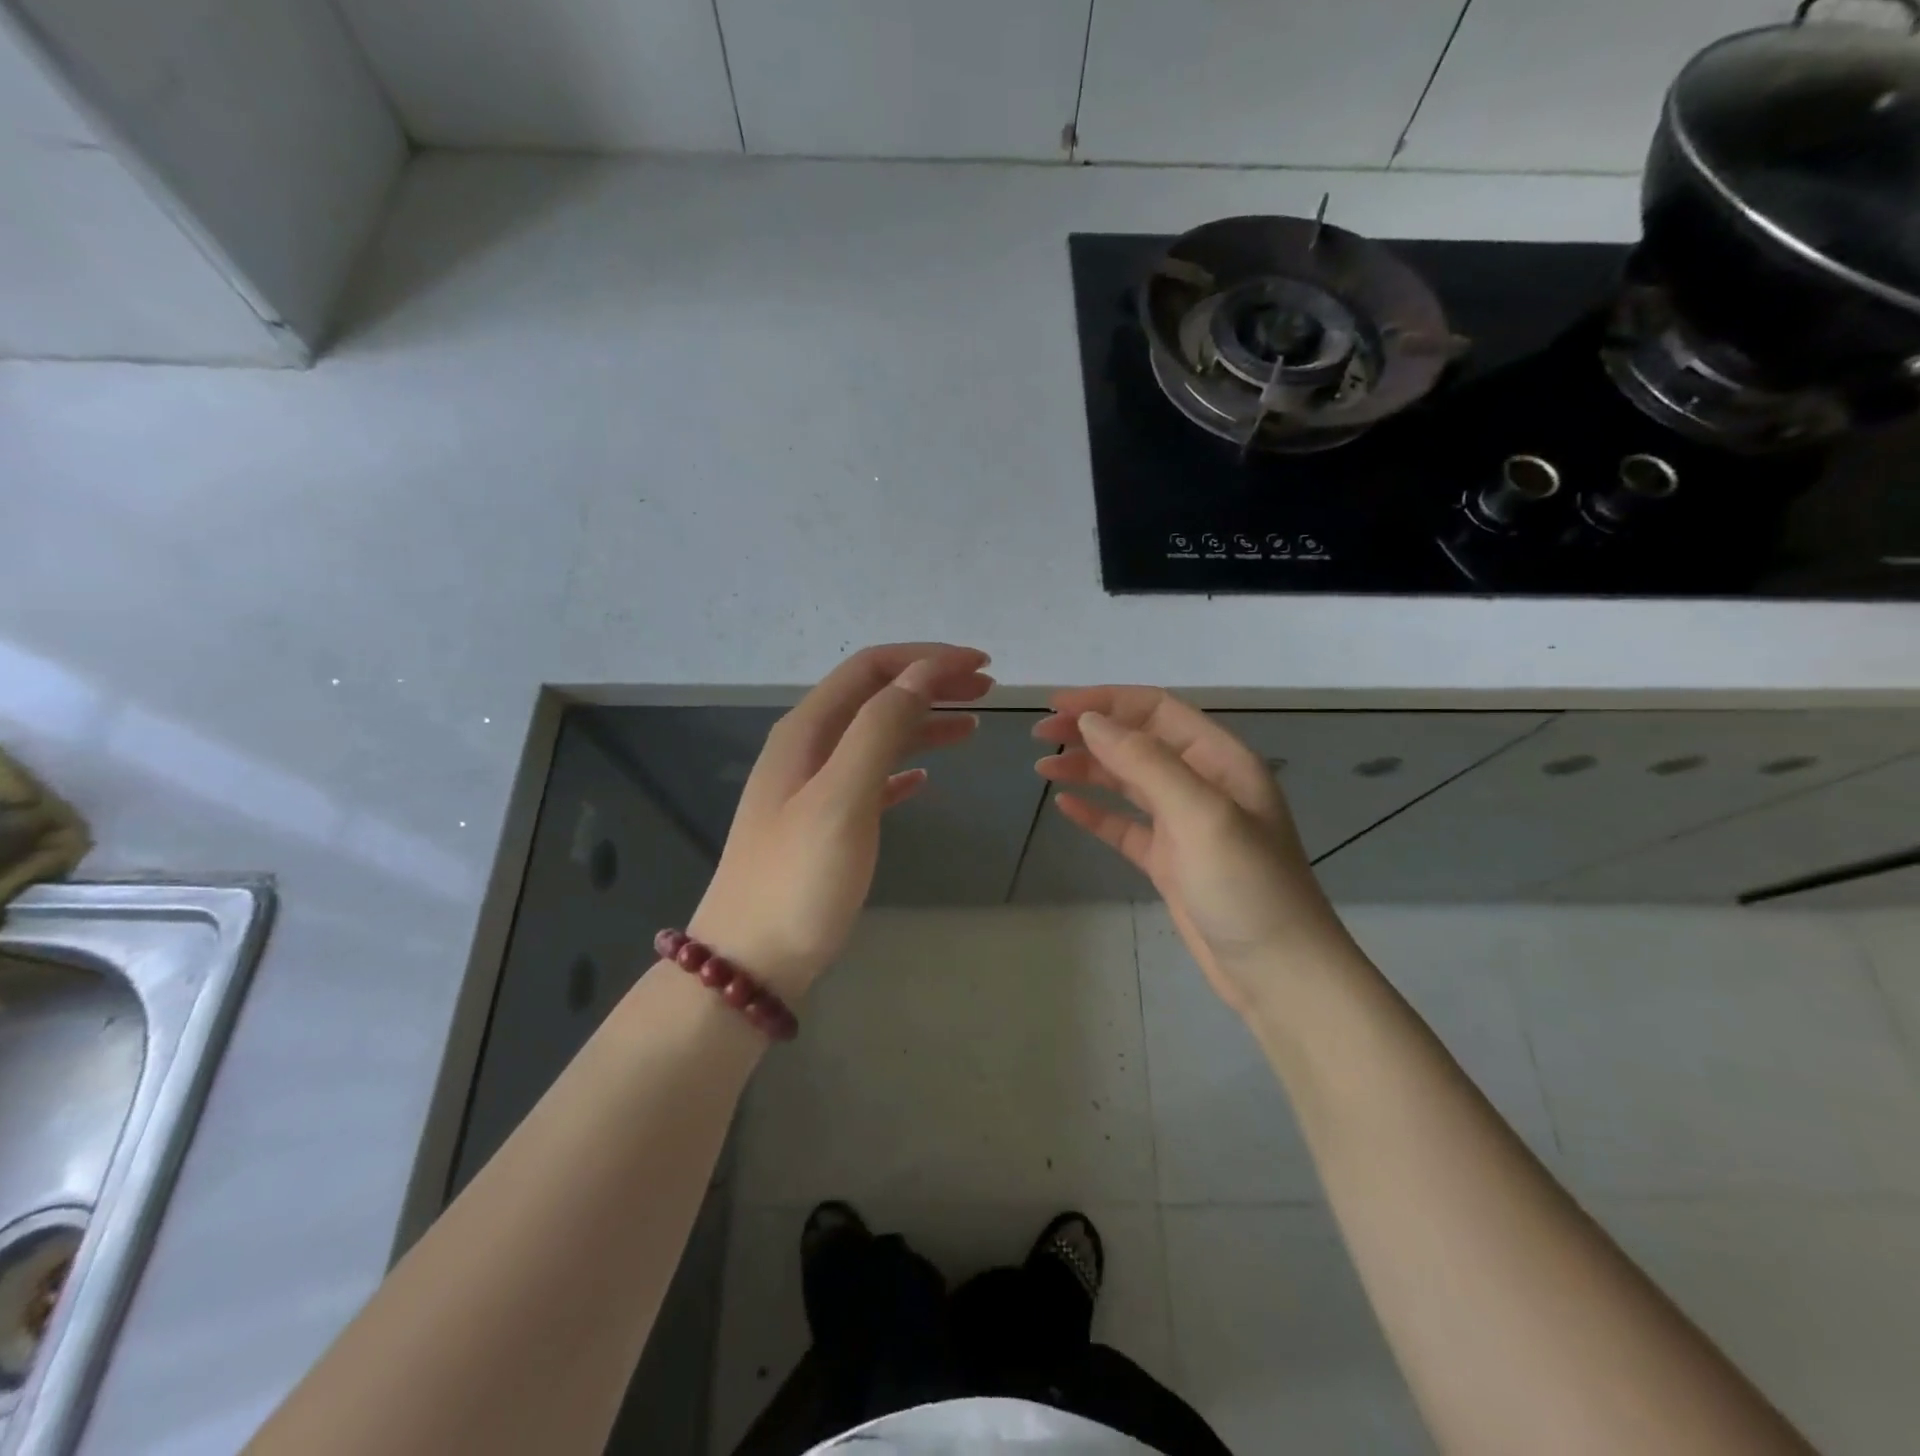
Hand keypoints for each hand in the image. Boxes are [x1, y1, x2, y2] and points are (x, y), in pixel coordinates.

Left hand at [687, 643, 992, 999]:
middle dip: (930, 683)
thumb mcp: (842, 797)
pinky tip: (927, 779)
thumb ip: (880, 729)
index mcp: (807, 730)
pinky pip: (871, 778)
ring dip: (924, 722)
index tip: (981, 664)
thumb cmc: (799, 878)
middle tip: (987, 689)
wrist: (749, 961)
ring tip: (973, 727)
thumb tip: (923, 674)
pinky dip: (904, 768)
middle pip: (876, 695)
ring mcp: (814, 787)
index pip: (871, 668)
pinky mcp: (825, 824)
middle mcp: (808, 747)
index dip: (927, 658)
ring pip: (877, 735)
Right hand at [1035, 687, 1354, 1015]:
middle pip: (1137, 741)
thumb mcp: (1199, 813)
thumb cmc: (1246, 885)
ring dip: (1087, 769)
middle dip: (1089, 732)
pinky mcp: (1169, 860)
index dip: (1105, 701)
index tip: (1055, 705)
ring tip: (1042, 767)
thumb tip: (1091, 721)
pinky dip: (1096, 813)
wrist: (1277, 973)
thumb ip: (1145, 761)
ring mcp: (1184, 824)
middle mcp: (1202, 783)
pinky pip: (1125, 825)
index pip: (1155, 710)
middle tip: (1039, 735)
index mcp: (1219, 759)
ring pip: (1127, 781)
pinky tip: (1066, 806)